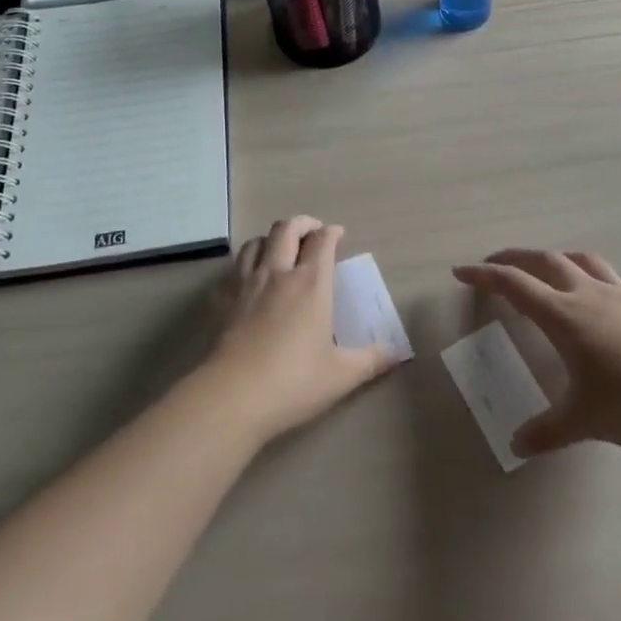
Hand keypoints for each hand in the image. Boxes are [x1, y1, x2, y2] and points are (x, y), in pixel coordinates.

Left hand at [205, 216, 396, 443]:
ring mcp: (246, 283)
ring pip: (256, 241)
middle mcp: (278, 272)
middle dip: (302, 223)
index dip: (332, 233)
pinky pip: (235, 267)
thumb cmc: (293, 382)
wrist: (232, 396)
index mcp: (311, 283)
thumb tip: (397, 353)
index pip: (322, 241)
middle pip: (286, 228)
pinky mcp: (222, 299)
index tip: (338, 235)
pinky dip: (246, 263)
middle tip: (313, 232)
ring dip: (271, 238)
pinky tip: (250, 279)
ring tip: (280, 249)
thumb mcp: (341, 375)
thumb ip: (372, 360)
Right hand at [454, 249, 620, 455]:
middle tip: (494, 264)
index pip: (514, 285)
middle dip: (514, 257)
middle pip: (544, 261)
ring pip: (582, 261)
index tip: (461, 271)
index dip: (484, 276)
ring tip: (546, 267)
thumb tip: (517, 446)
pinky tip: (602, 291)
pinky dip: (597, 276)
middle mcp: (589, 295)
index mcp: (565, 316)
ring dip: (557, 258)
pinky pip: (616, 279)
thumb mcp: (585, 421)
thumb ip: (547, 431)